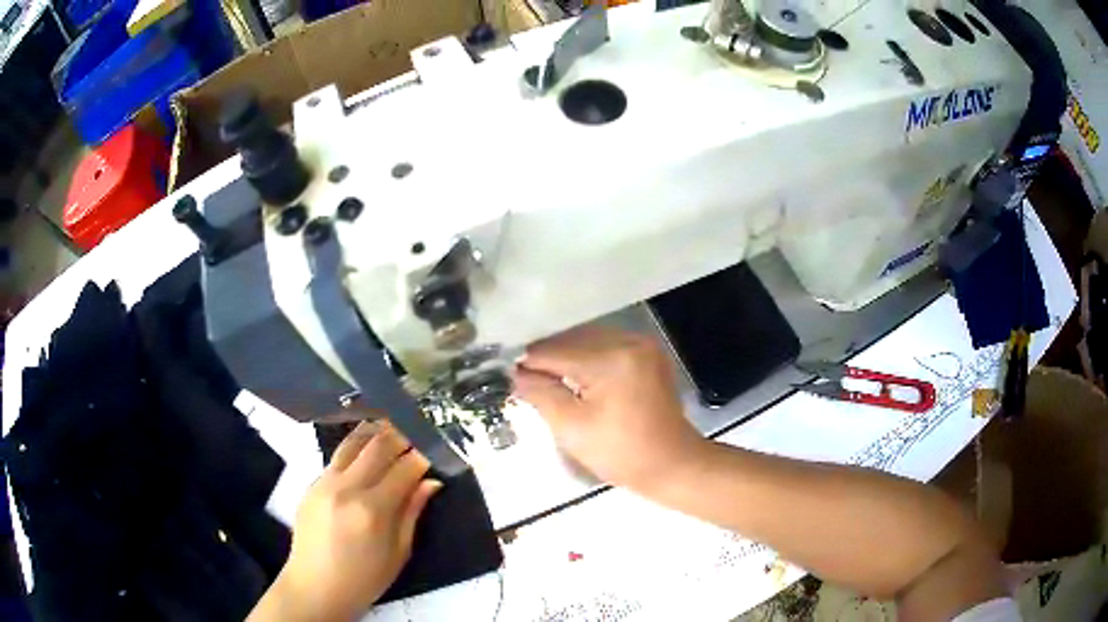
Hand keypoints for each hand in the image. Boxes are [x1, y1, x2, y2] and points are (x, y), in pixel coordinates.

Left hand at [255, 421, 440, 620]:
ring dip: (376, 431)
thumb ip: (413, 512)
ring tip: (393, 426)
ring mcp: (324, 482)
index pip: (404, 468)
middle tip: (418, 432)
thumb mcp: (399, 552)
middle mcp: (346, 488)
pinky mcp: (311, 483)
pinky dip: (356, 448)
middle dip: (402, 435)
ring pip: (353, 442)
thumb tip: (431, 482)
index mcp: (373, 510)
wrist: (316, 587)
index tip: (437, 450)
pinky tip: (366, 450)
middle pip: (378, 445)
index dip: (424, 455)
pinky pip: (337, 457)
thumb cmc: (365, 579)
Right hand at [512, 326, 706, 491]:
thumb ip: (541, 394)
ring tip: (546, 380)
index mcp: (611, 359)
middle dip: (547, 359)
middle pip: (572, 340)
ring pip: (588, 341)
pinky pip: (607, 347)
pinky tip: (575, 378)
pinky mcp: (648, 354)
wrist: (671, 465)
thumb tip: (516, 373)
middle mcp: (629, 341)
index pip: (555, 351)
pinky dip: (588, 359)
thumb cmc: (620, 453)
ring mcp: (642, 345)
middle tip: (524, 380)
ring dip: (566, 357)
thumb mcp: (572, 428)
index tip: (506, 374)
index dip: (528, 363)